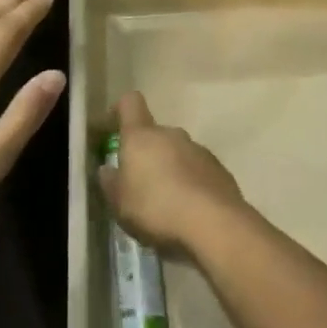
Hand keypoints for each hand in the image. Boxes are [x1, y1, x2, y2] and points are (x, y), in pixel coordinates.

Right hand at [97, 92, 245, 255]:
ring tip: (167, 204)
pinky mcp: (220, 170)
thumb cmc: (156, 208)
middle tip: (140, 185)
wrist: (213, 224)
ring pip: (178, 153)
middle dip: (147, 154)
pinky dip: (191, 184)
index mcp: (142, 136)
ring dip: (170, 170)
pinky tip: (189, 210)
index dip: (120, 110)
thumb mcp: (120, 203)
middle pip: (154, 134)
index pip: (130, 103)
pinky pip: (198, 170)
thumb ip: (110, 183)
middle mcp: (171, 134)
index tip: (113, 126)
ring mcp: (199, 150)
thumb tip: (107, 169)